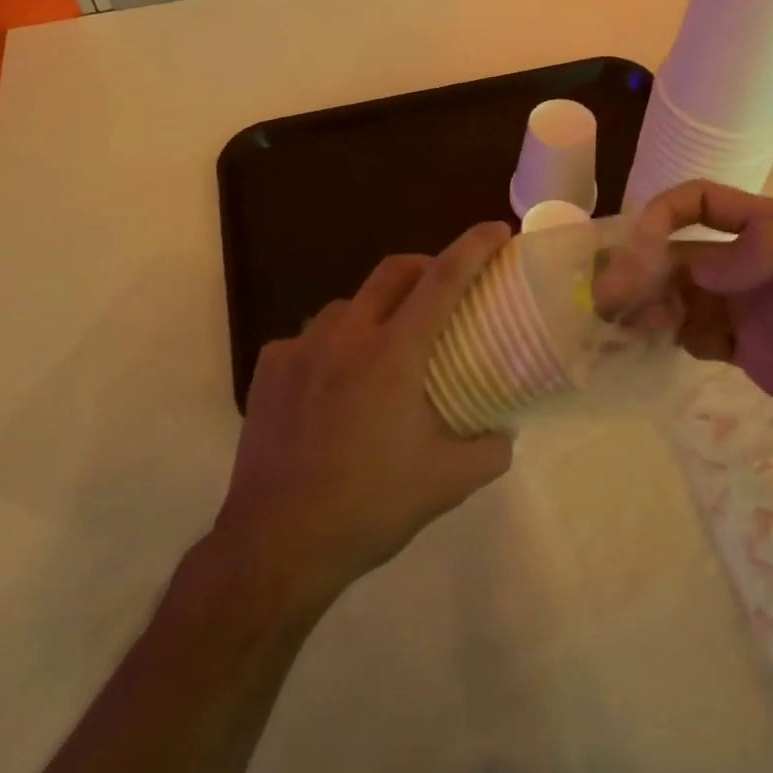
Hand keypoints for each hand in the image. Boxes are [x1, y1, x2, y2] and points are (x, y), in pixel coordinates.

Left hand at [214, 222, 515, 607]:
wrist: (277, 544)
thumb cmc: (369, 507)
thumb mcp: (446, 484)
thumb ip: (488, 450)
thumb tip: (504, 433)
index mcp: (395, 353)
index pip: (443, 280)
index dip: (474, 247)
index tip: (496, 229)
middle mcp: (347, 335)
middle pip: (393, 271)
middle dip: (426, 264)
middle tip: (445, 287)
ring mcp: (301, 348)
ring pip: (348, 304)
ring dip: (377, 309)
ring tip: (386, 344)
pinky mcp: (268, 369)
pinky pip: (309, 339)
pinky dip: (332, 346)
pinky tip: (333, 381)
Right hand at [599, 181, 772, 469]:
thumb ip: (763, 253)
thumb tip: (692, 267)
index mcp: (766, 226)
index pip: (696, 203)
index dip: (660, 216)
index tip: (636, 251)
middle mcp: (746, 261)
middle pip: (675, 251)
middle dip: (639, 267)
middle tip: (608, 299)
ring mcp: (741, 306)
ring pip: (674, 293)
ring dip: (645, 303)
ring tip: (626, 327)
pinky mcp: (741, 349)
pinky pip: (688, 333)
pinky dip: (664, 336)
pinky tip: (651, 348)